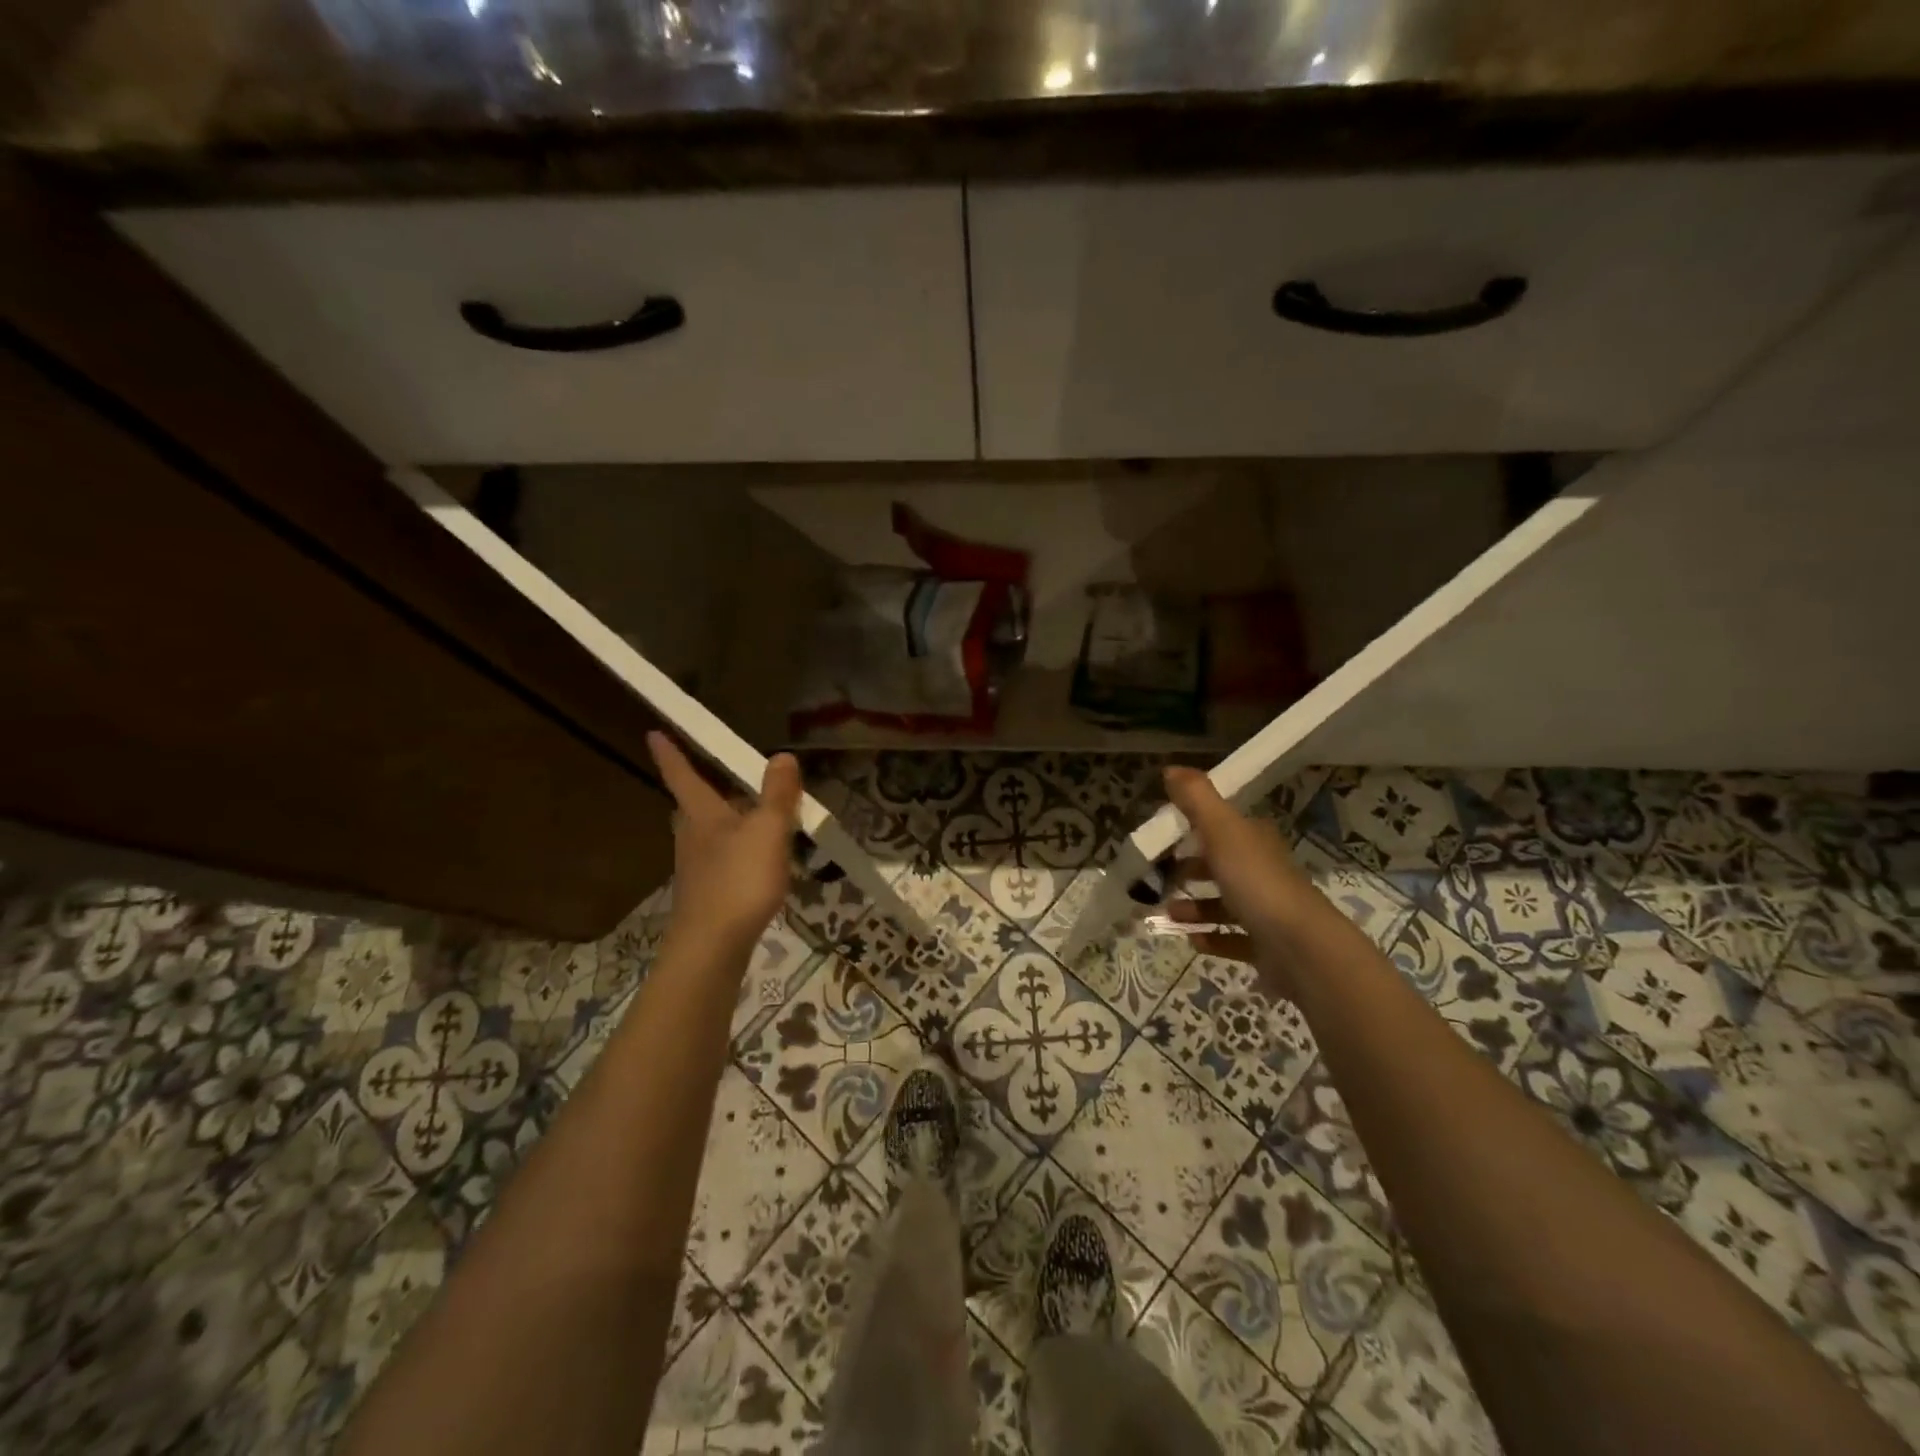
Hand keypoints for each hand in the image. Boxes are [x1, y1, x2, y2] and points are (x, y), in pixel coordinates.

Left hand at [648, 732, 802, 955]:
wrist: (712, 947)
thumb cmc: (738, 880)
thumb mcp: (768, 831)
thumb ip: (777, 794)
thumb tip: (782, 755)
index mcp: (702, 815)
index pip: (683, 775)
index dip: (670, 754)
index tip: (653, 733)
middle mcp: (692, 837)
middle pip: (693, 806)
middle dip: (704, 791)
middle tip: (725, 780)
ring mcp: (697, 868)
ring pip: (708, 834)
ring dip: (727, 822)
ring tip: (757, 819)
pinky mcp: (707, 894)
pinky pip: (722, 860)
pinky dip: (738, 852)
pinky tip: (760, 863)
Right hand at [1162, 766, 1319, 992]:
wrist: (1301, 947)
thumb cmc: (1257, 882)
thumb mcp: (1222, 831)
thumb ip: (1196, 799)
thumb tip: (1171, 768)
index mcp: (1254, 841)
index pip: (1224, 827)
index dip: (1196, 827)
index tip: (1166, 835)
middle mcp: (1263, 872)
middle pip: (1223, 865)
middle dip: (1191, 870)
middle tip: (1161, 877)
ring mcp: (1267, 911)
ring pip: (1225, 904)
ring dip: (1195, 908)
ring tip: (1169, 913)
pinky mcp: (1266, 946)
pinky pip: (1234, 939)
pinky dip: (1212, 938)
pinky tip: (1192, 940)